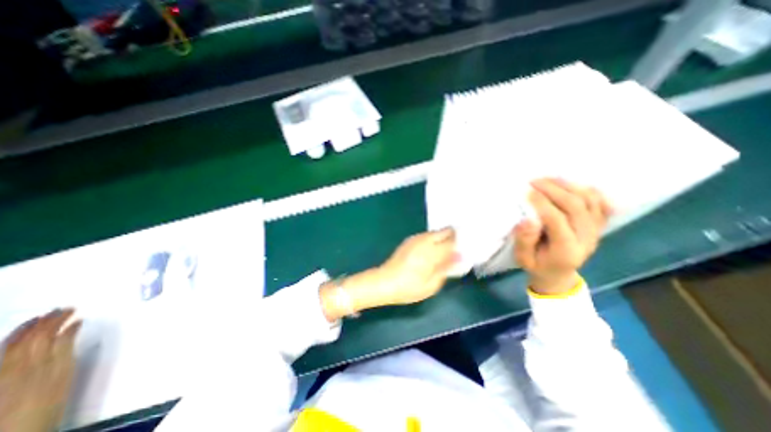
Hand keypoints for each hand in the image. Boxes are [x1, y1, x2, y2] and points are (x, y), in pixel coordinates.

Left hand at [0, 308, 80, 431]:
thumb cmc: (48, 403)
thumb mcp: (64, 375)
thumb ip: (66, 349)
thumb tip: (74, 325)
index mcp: (44, 362)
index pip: (50, 335)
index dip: (60, 321)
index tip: (74, 311)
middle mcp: (22, 364)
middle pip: (32, 338)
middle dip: (46, 322)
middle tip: (61, 309)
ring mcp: (4, 373)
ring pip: (12, 346)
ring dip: (28, 329)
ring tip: (40, 318)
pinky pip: (1, 356)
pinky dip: (12, 343)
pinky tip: (19, 339)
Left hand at [374, 230, 456, 307]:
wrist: (384, 282)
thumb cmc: (409, 287)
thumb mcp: (432, 284)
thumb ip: (446, 269)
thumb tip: (458, 257)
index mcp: (432, 251)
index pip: (452, 241)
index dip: (461, 242)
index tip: (467, 247)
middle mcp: (425, 241)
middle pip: (444, 231)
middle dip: (453, 236)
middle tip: (458, 247)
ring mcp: (415, 239)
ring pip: (434, 232)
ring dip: (442, 237)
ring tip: (446, 250)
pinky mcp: (408, 241)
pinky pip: (426, 236)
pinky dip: (433, 239)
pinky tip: (432, 250)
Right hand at [511, 178, 614, 295]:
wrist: (559, 274)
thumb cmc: (537, 265)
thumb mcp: (523, 259)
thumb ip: (524, 241)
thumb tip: (527, 219)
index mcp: (566, 250)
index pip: (557, 220)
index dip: (542, 203)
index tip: (526, 192)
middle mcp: (586, 238)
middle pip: (576, 206)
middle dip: (554, 189)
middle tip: (534, 181)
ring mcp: (596, 230)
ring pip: (590, 200)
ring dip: (569, 185)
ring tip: (549, 179)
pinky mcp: (598, 225)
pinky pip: (601, 203)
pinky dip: (589, 190)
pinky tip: (571, 185)